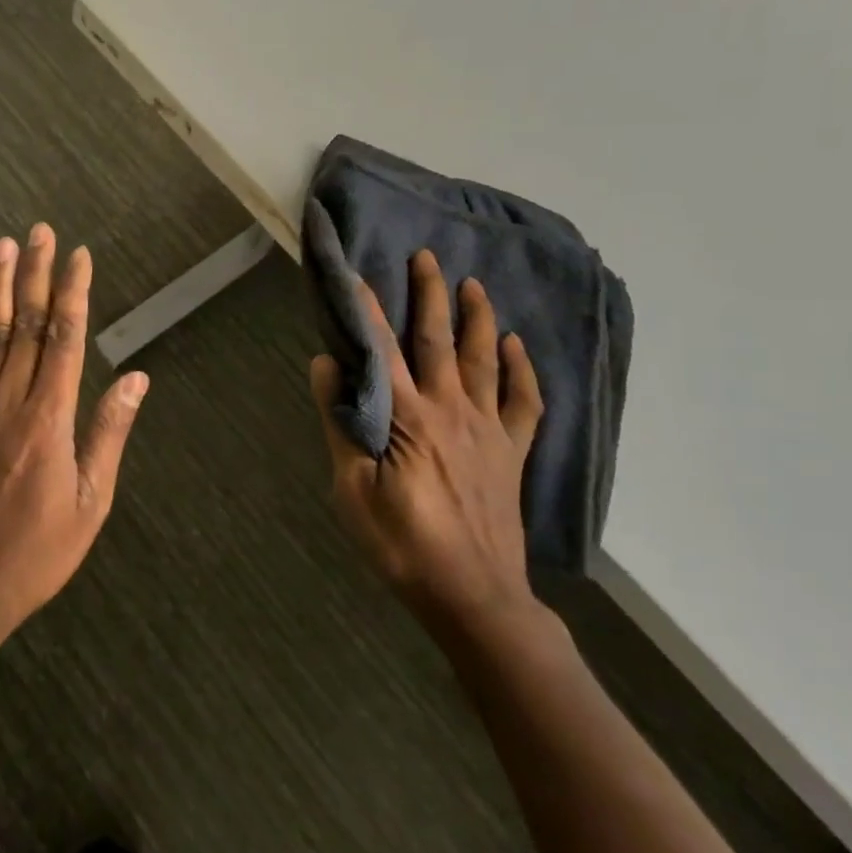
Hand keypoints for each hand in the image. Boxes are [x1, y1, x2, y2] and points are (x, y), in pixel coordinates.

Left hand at [0, 223, 148, 644]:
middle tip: (42, 231)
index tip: (79, 256)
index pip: (64, 338)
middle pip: (26, 323)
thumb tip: (135, 378)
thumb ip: (109, 433)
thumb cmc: (36, 552)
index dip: (72, 292)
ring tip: (5, 245)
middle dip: (36, 273)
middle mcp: (10, 400)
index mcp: (49, 418)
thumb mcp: (90, 502)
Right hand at [309, 249, 545, 643]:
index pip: (382, 349)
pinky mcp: (512, 453)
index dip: (368, 308)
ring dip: (478, 319)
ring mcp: (488, 430)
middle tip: (428, 256)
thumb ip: (341, 424)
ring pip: (484, 360)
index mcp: (408, 418)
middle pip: (441, 340)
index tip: (357, 273)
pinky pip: (524, 402)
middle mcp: (451, 410)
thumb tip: (327, 365)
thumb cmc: (402, 544)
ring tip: (473, 285)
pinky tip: (516, 348)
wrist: (473, 596)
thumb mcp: (351, 490)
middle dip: (431, 295)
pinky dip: (522, 371)